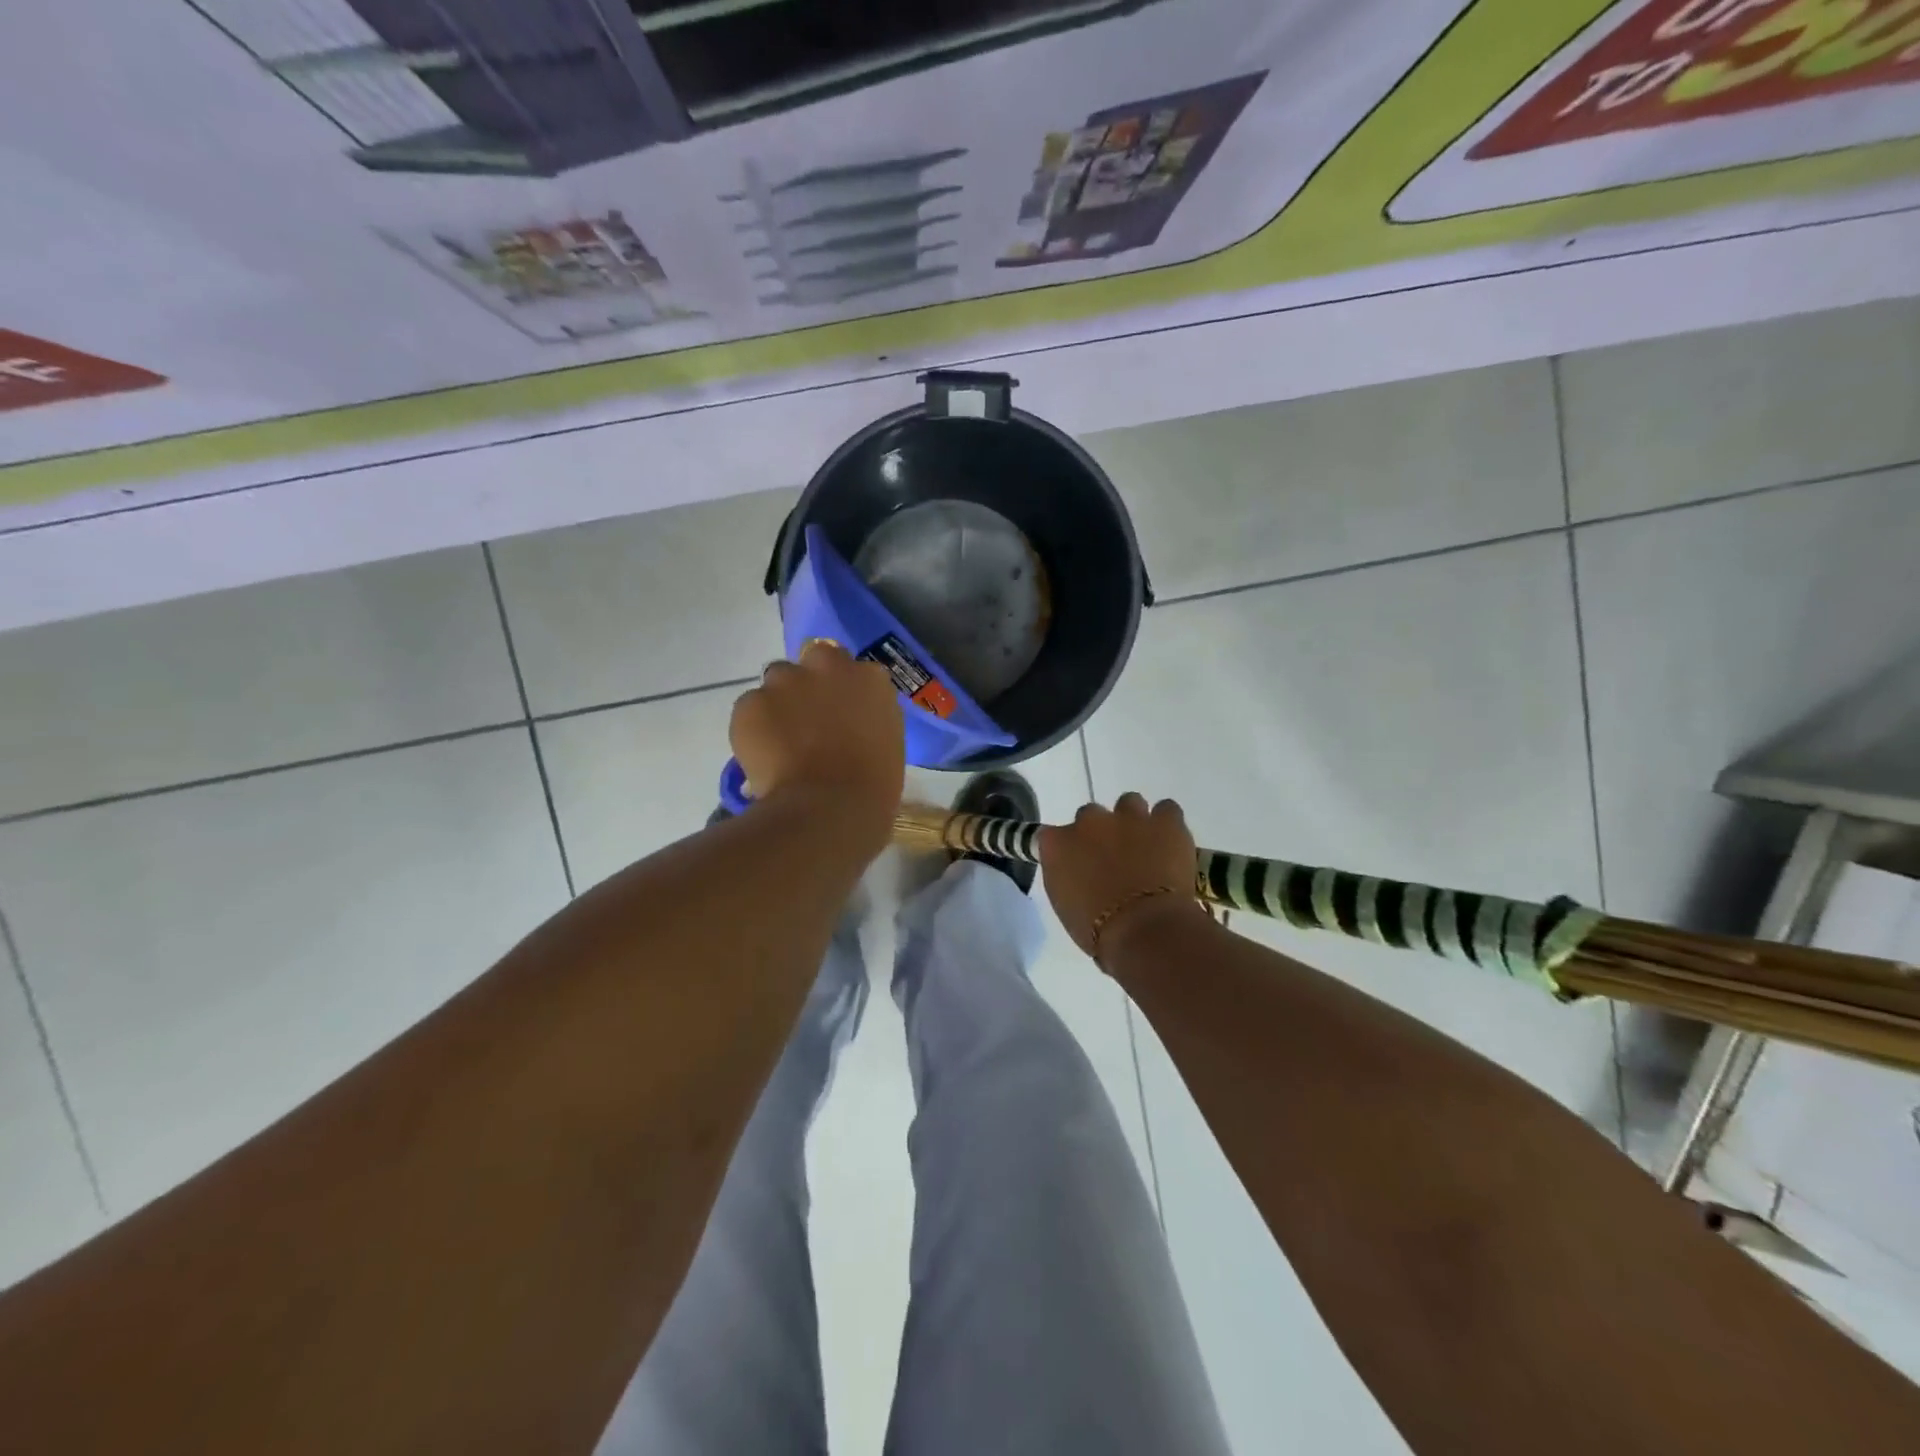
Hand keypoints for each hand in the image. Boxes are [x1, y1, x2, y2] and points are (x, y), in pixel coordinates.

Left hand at [729, 639, 903, 844]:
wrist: (830, 808)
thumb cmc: (873, 786)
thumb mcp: (886, 741)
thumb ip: (866, 717)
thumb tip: (847, 722)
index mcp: (869, 678)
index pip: (848, 666)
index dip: (839, 688)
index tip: (836, 711)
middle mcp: (827, 666)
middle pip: (811, 660)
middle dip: (808, 683)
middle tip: (807, 720)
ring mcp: (785, 680)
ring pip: (776, 682)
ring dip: (779, 703)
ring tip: (781, 742)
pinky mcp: (750, 702)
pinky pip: (749, 710)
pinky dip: (754, 729)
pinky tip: (764, 758)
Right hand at [1038, 793, 1204, 965]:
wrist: (1144, 930)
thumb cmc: (1098, 932)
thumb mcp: (1066, 906)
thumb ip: (1068, 878)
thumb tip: (1080, 874)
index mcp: (1057, 844)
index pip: (1052, 836)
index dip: (1069, 850)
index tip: (1078, 867)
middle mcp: (1089, 822)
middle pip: (1090, 816)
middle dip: (1101, 834)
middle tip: (1114, 861)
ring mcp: (1128, 817)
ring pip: (1129, 803)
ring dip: (1133, 821)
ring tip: (1145, 847)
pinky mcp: (1165, 821)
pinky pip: (1166, 809)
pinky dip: (1167, 824)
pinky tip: (1170, 843)